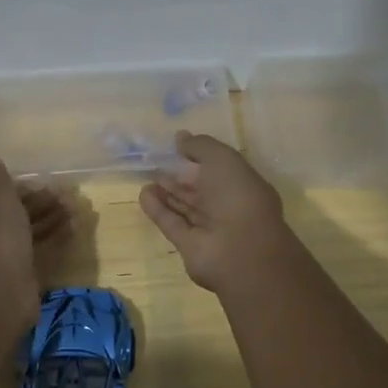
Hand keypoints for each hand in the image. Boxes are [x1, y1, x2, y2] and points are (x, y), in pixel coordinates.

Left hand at [0, 148, 69, 325]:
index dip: (19, 189)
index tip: (45, 185)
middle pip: (9, 214)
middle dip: (39, 204)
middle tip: (67, 197)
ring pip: (23, 233)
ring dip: (48, 220)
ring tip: (75, 210)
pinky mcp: (11, 277)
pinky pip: (31, 252)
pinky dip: (49, 240)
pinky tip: (72, 230)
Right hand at [139, 132, 291, 292]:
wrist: (240, 251)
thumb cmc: (238, 197)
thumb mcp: (222, 159)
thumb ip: (200, 146)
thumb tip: (181, 137)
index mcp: (244, 186)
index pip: (220, 170)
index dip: (200, 158)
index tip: (178, 148)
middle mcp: (229, 208)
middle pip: (201, 190)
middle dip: (181, 178)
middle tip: (157, 164)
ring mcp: (210, 229)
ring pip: (185, 207)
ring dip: (167, 193)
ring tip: (147, 178)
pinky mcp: (190, 246)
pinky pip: (172, 224)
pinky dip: (158, 209)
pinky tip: (143, 195)